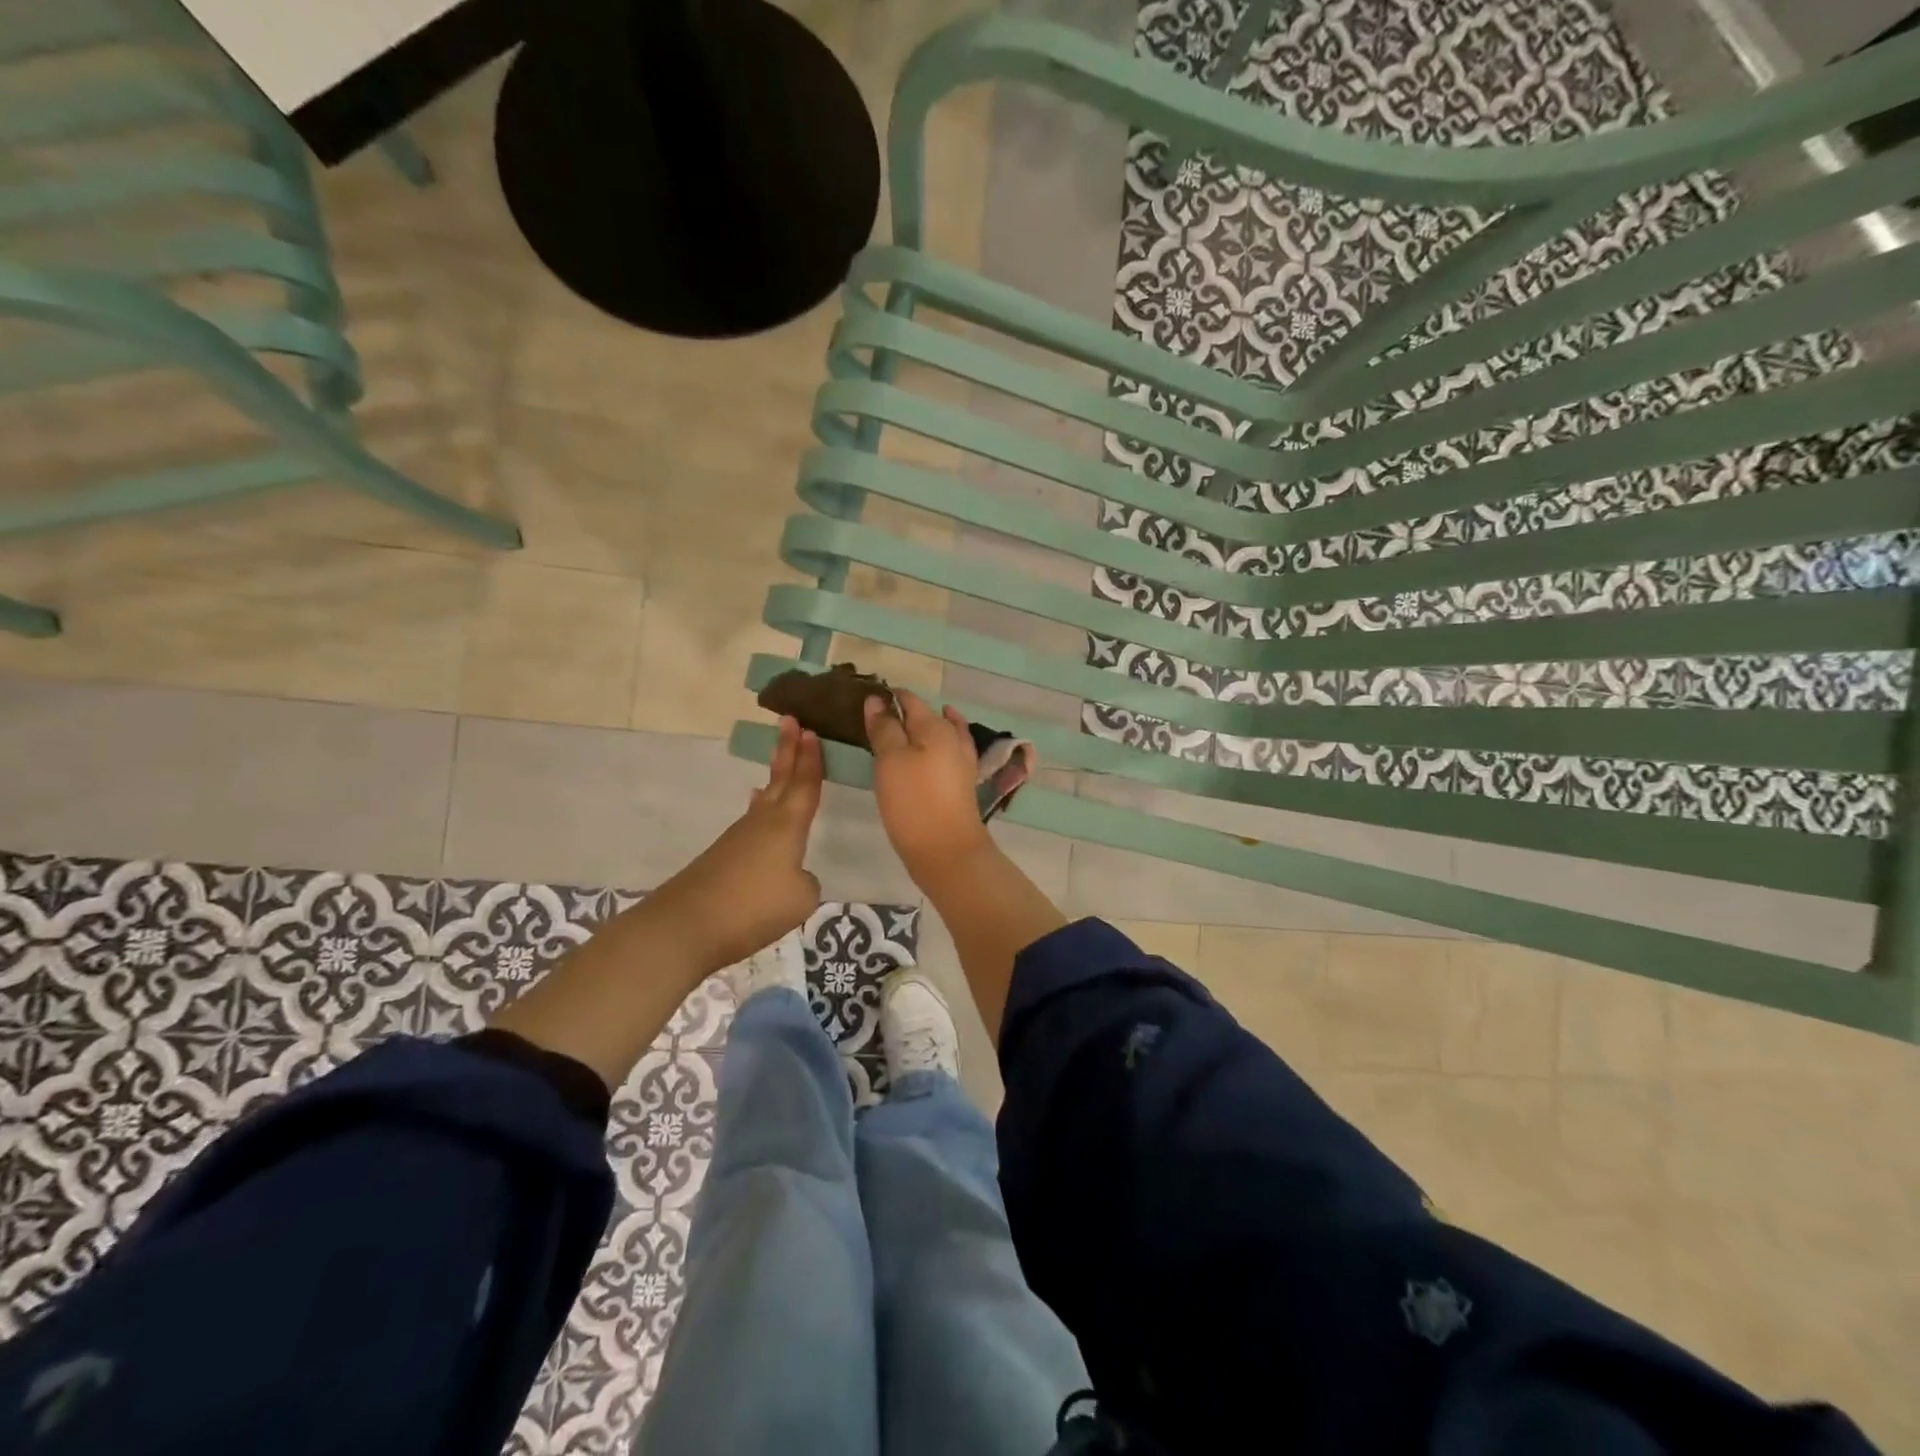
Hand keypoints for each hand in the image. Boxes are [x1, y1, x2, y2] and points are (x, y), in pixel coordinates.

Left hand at [648, 716, 822, 972]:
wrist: (686, 926)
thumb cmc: (753, 906)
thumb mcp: (801, 898)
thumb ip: (805, 881)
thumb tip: (793, 875)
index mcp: (787, 825)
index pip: (805, 784)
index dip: (811, 759)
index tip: (811, 730)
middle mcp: (762, 823)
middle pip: (780, 780)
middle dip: (788, 751)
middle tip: (790, 721)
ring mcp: (738, 838)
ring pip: (764, 801)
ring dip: (775, 779)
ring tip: (779, 764)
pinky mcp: (722, 857)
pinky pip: (750, 823)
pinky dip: (760, 810)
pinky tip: (757, 817)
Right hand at [864, 690, 992, 884]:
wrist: (947, 852)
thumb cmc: (914, 802)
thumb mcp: (891, 760)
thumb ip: (884, 728)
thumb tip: (876, 700)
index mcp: (935, 727)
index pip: (909, 699)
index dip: (887, 696)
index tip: (863, 700)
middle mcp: (952, 738)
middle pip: (925, 715)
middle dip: (902, 713)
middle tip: (872, 719)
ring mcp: (960, 762)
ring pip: (937, 734)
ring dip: (919, 729)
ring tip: (897, 729)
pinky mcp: (960, 784)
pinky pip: (943, 754)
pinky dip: (931, 748)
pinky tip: (923, 753)